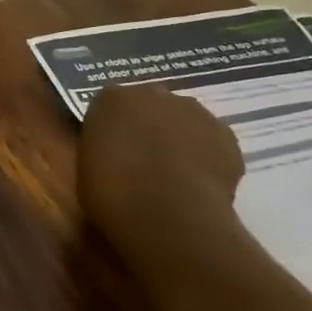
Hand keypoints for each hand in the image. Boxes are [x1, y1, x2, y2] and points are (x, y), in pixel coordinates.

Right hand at [77, 84, 244, 261]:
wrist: (167, 216)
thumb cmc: (112, 192)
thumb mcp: (85, 167)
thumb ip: (101, 148)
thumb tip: (114, 153)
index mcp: (111, 98)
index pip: (110, 106)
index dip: (112, 129)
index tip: (112, 152)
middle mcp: (153, 94)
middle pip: (150, 106)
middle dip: (148, 127)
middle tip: (142, 162)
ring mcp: (194, 112)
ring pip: (184, 121)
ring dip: (179, 139)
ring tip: (174, 176)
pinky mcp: (226, 135)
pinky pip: (211, 143)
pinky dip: (206, 158)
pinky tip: (198, 184)